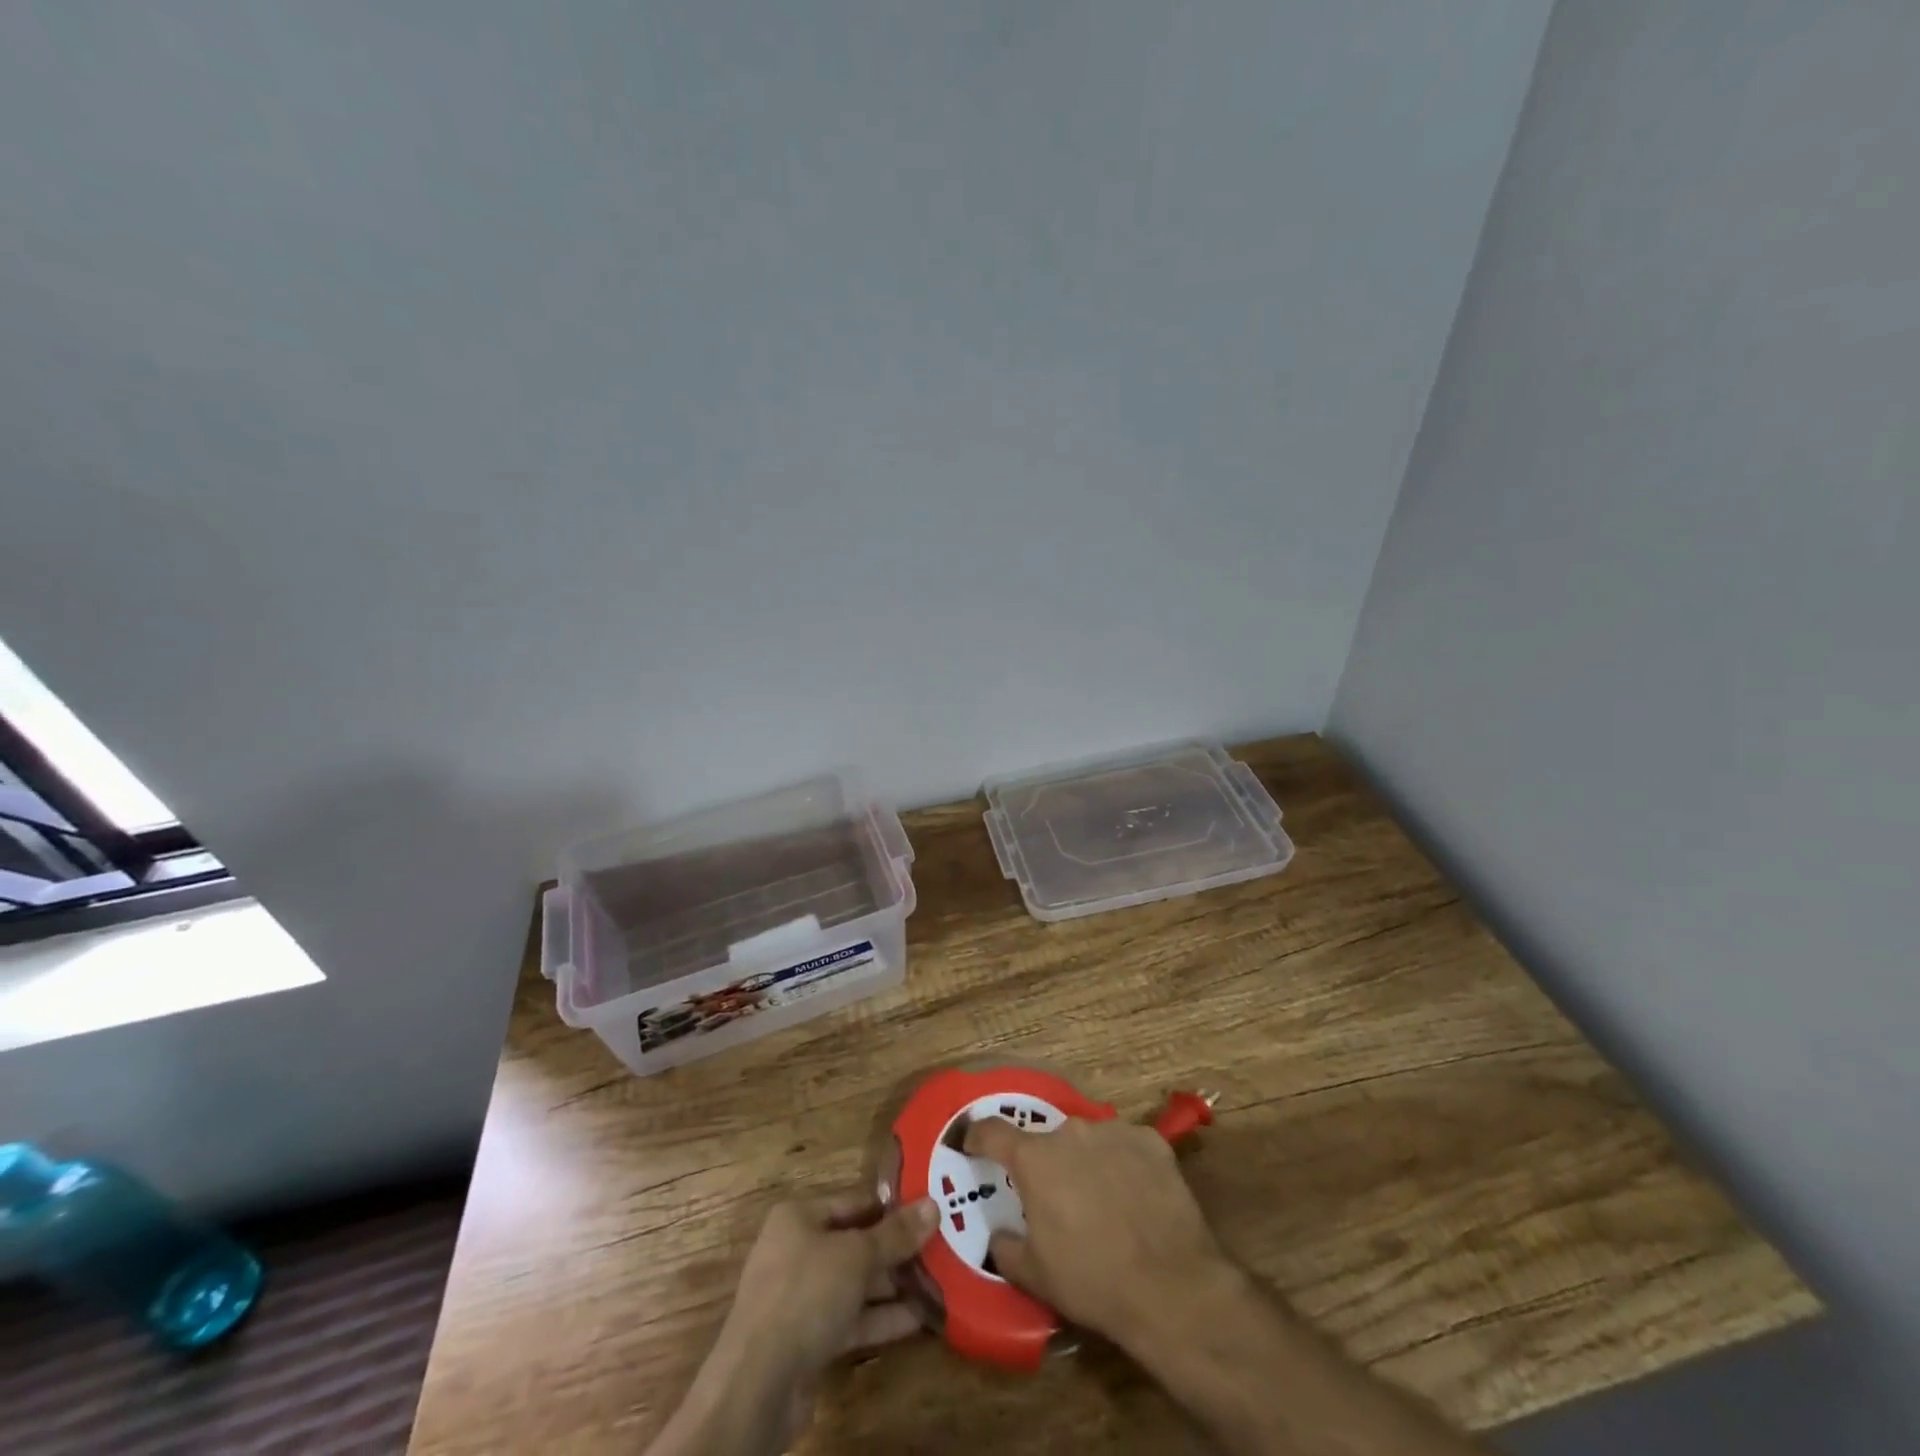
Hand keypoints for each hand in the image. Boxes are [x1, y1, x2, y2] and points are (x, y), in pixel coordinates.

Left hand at [720, 1194, 938, 1376]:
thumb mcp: (856, 1256)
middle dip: (896, 1251)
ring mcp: (801, 1298)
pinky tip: (919, 1320)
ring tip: (940, 1283)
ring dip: (893, 1287)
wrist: (756, 1385)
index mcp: (799, 1218)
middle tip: (942, 1249)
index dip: (891, 1207)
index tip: (929, 1212)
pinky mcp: (808, 1340)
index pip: (853, 1202)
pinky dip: (881, 1319)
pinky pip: (851, 1320)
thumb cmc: (805, 1294)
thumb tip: (934, 1205)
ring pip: (855, 1284)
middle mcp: (797, 1251)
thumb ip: (896, 1234)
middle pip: (856, 1244)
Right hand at [963, 1114, 1231, 1351]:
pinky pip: (1126, 1146)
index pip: (993, 1131)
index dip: (978, 1136)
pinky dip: (1124, 1164)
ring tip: (1100, 1201)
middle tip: (1055, 1198)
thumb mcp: (1034, 1275)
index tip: (972, 1143)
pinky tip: (1135, 1197)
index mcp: (1035, 1158)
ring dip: (1085, 1161)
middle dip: (1045, 1162)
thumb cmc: (1091, 1280)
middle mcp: (1071, 1132)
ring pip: (1088, 1140)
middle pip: (1047, 1139)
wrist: (1171, 1288)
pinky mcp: (1152, 1141)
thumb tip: (999, 1234)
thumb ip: (1005, 1246)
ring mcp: (1114, 1131)